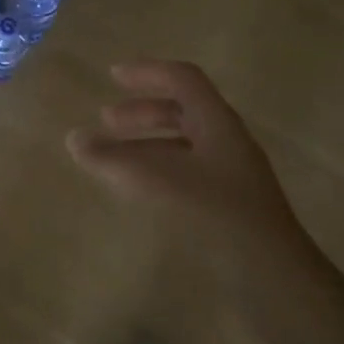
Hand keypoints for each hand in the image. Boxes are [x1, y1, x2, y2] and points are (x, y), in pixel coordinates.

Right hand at [67, 59, 310, 264]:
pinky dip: (157, 169)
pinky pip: (187, 170)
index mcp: (217, 122)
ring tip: (113, 158)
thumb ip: (112, 159)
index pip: (183, 79)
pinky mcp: (227, 201)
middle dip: (142, 111)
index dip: (147, 72)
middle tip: (106, 121)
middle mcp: (226, 140)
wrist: (270, 271)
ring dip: (146, 142)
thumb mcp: (156, 181)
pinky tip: (140, 189)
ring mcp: (230, 172)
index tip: (113, 76)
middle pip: (182, 110)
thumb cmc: (215, 212)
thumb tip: (74, 139)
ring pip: (183, 143)